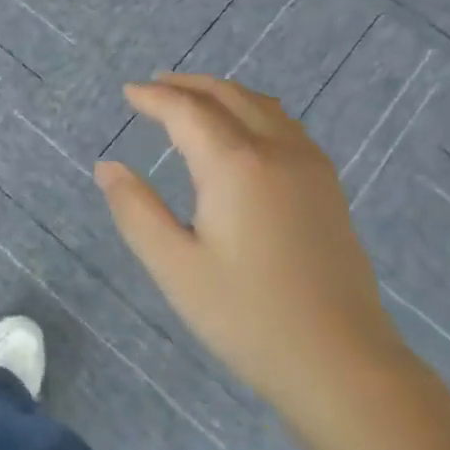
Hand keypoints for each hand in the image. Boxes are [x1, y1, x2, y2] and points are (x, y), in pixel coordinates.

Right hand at [94, 74, 407, 425]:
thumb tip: (108, 167)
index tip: (128, 92)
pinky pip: (285, 126)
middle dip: (188, 86)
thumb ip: (136, 210)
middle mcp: (277, 152)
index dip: (154, 98)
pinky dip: (253, 111)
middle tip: (154, 87)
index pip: (187, 111)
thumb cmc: (246, 316)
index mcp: (236, 165)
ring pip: (263, 106)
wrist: (341, 363)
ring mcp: (311, 168)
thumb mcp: (174, 267)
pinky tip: (242, 132)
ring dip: (223, 94)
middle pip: (229, 96)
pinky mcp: (327, 189)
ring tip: (192, 100)